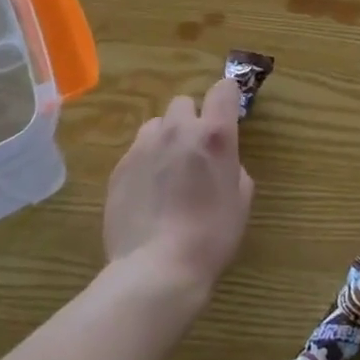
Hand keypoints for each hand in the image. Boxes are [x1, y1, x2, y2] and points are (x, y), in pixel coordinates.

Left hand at [104, 78, 253, 294]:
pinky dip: (145, 163)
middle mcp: (178, 130)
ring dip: (166, 138)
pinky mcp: (119, 167)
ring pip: (157, 125)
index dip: (227, 97)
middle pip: (184, 102)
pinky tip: (147, 194)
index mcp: (213, 135)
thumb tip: (221, 163)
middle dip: (191, 119)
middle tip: (195, 151)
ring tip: (167, 172)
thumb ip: (233, 169)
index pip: (223, 89)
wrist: (156, 269)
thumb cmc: (210, 237)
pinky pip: (136, 151)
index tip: (227, 111)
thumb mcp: (241, 202)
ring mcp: (144, 146)